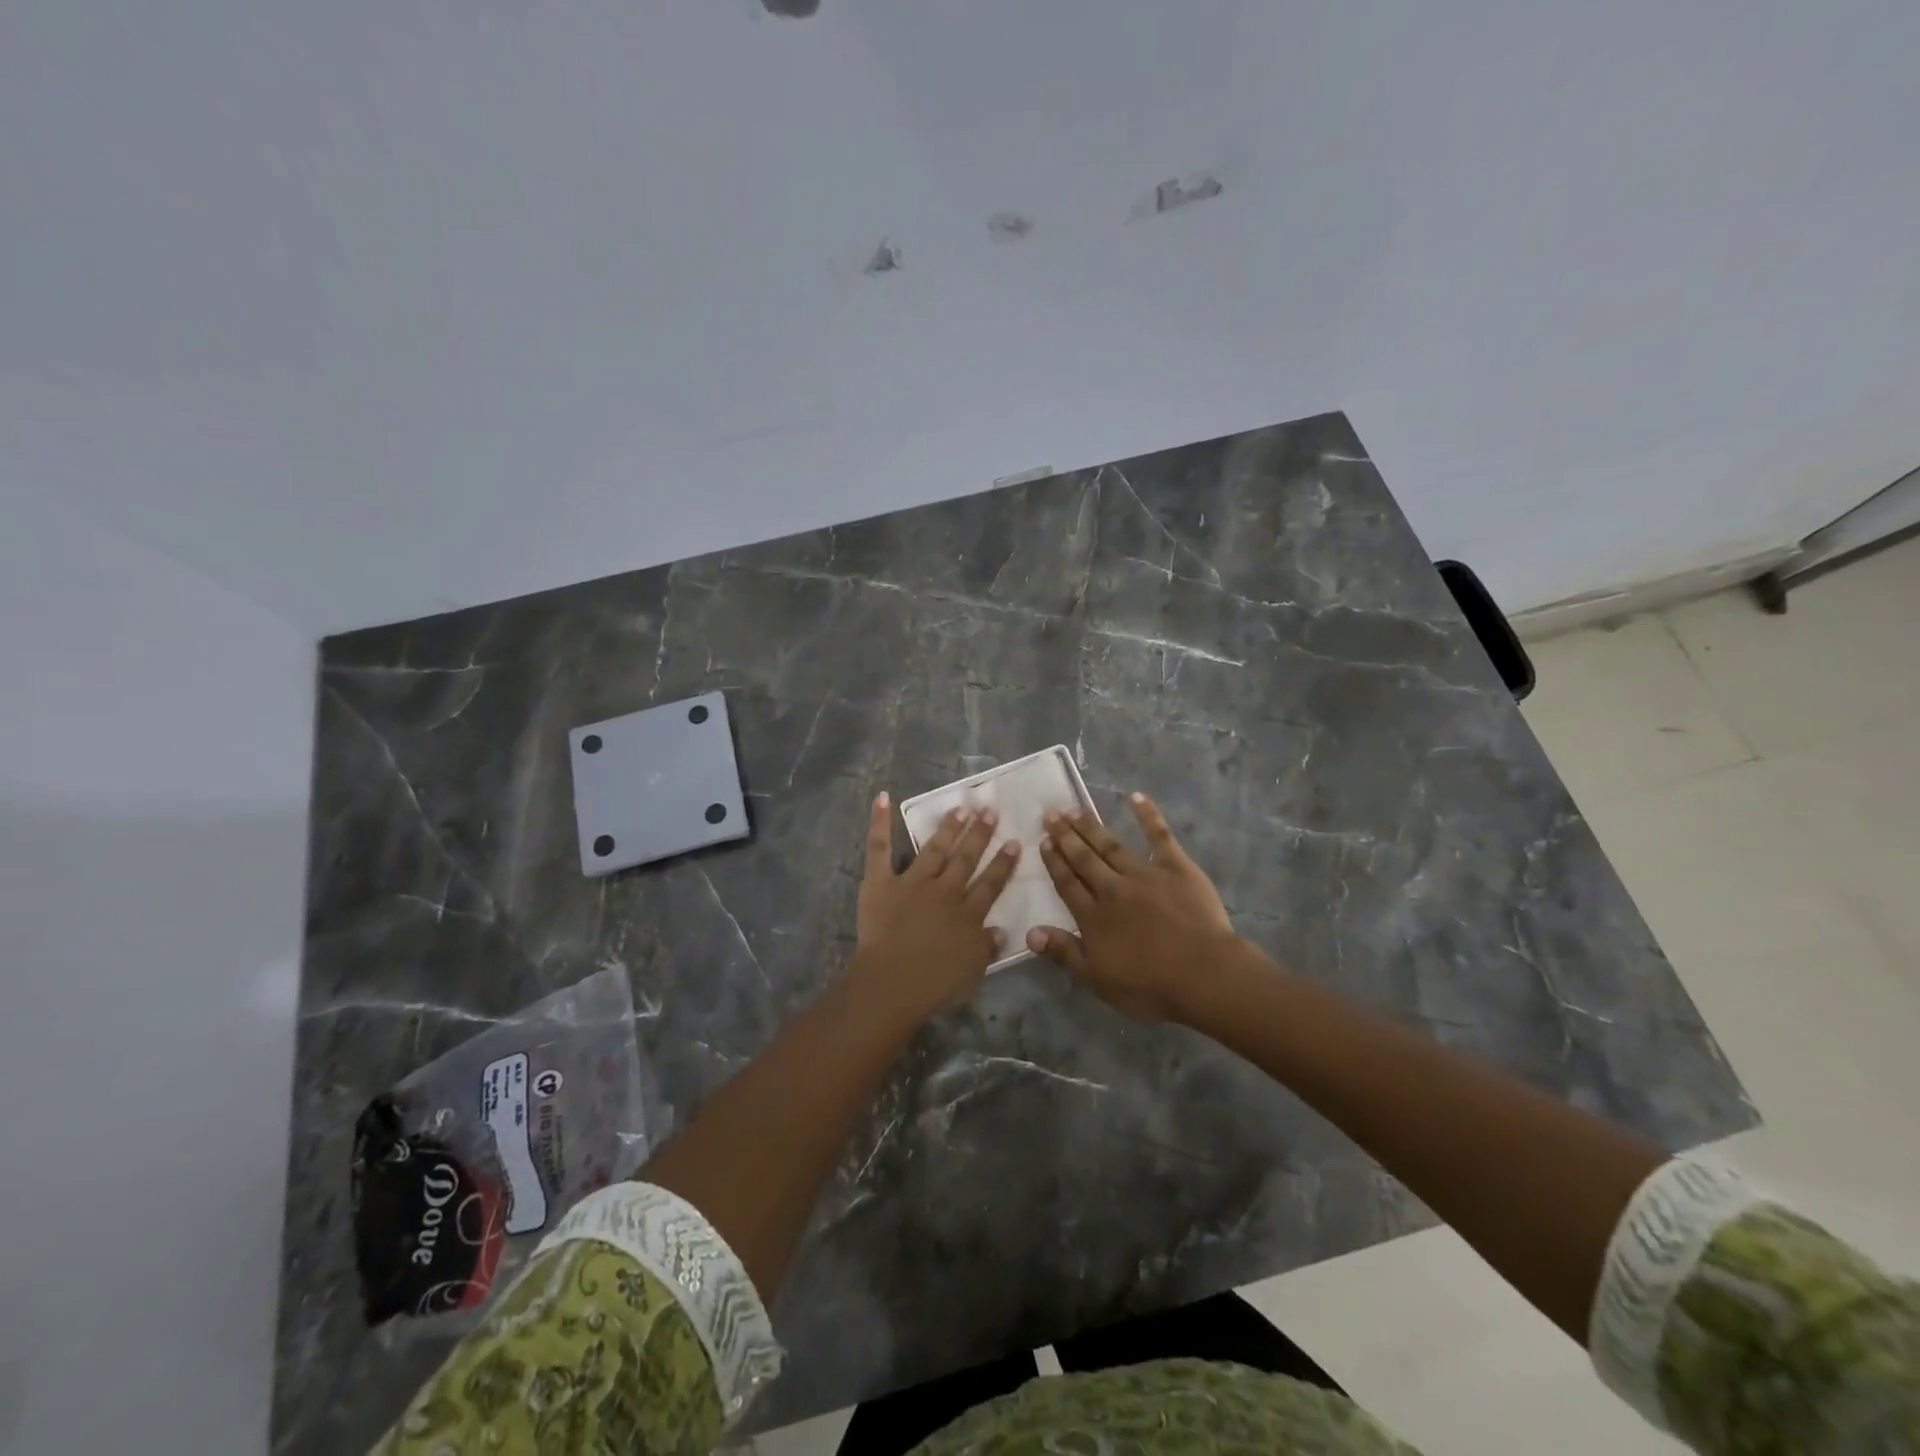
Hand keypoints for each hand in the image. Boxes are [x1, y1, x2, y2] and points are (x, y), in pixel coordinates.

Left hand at [849, 793, 1020, 1026]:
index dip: (1003, 863)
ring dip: (948, 827)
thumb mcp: (973, 970)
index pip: (991, 883)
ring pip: (934, 849)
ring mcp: (912, 883)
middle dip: (979, 834)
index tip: (1014, 842)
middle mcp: (945, 891)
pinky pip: (879, 849)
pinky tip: (883, 798)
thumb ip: (987, 947)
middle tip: (990, 811)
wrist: (894, 982)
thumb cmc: (935, 984)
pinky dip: (880, 823)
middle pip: (966, 859)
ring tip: (960, 807)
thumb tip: (1002, 930)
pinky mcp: (881, 882)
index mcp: (968, 914)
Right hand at [1027, 793, 1241, 1020]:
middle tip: (1051, 814)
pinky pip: (1159, 836)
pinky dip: (1148, 815)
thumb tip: (1030, 931)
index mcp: (1093, 916)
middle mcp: (1112, 888)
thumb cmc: (1150, 985)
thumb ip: (1064, 953)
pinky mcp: (1176, 867)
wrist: (1204, 974)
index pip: (1067, 883)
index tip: (1043, 842)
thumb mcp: (1097, 979)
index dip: (1054, 862)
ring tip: (1076, 809)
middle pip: (1084, 858)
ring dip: (1091, 826)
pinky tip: (1136, 796)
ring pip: (1111, 845)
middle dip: (1066, 836)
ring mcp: (1144, 874)